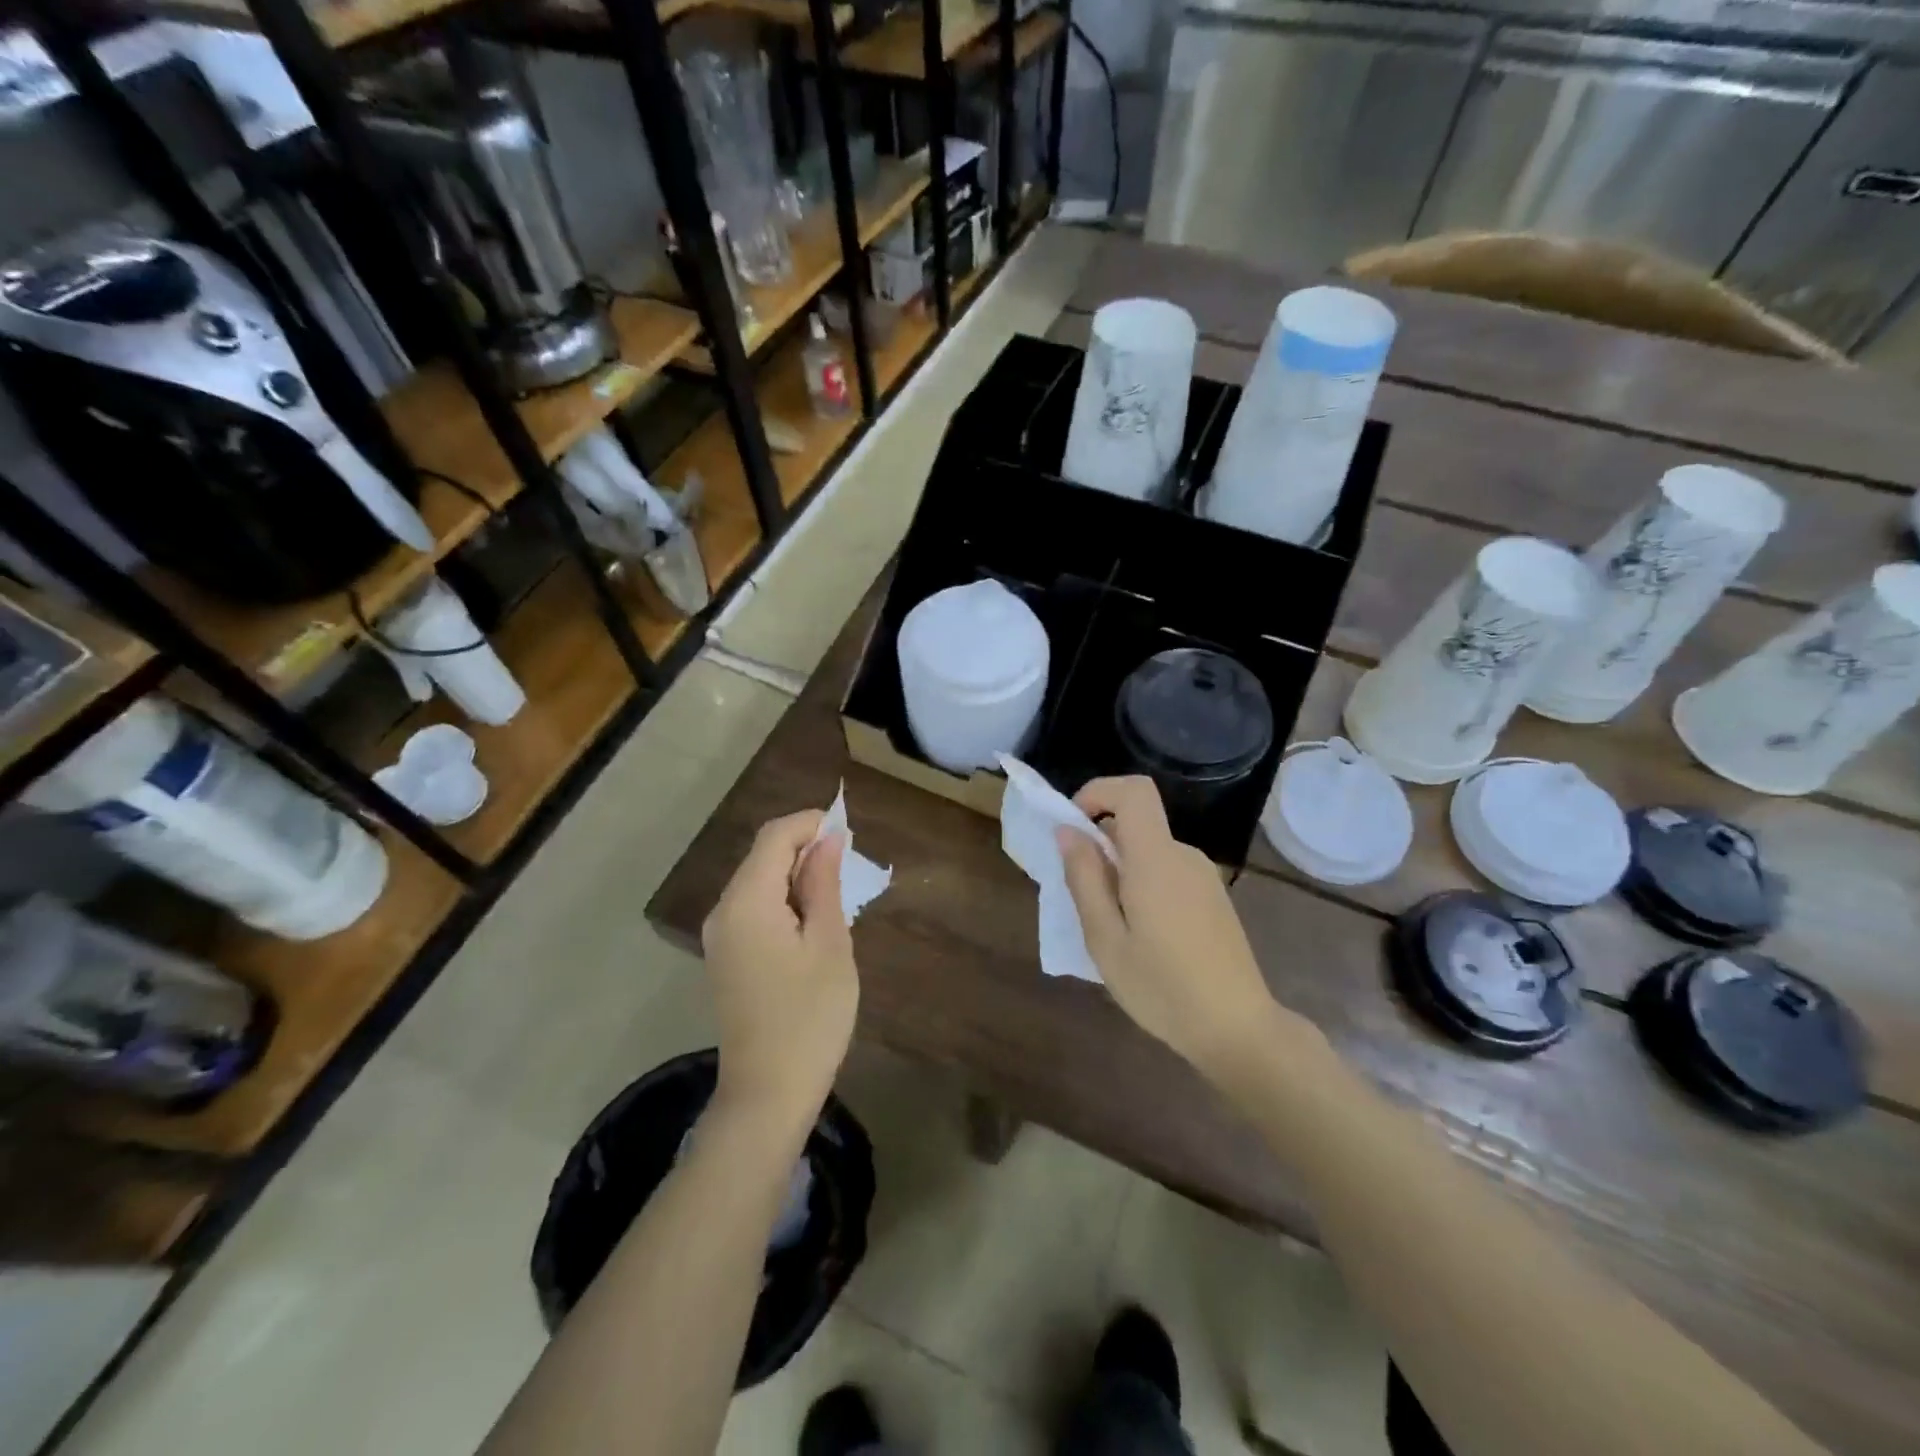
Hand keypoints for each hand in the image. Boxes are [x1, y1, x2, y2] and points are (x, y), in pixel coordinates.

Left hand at [701, 810, 858, 1128]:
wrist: (768, 1093)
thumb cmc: (810, 1017)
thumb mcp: (829, 944)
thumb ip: (824, 883)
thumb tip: (828, 839)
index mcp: (746, 902)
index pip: (774, 837)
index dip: (810, 823)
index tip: (849, 832)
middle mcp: (723, 911)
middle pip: (762, 856)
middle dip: (805, 848)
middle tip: (850, 866)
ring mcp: (720, 936)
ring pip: (758, 881)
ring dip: (796, 875)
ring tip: (838, 893)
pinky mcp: (726, 956)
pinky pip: (753, 908)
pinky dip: (783, 900)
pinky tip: (813, 921)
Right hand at [1057, 776, 1281, 1073]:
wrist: (1238, 1030)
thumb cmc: (1162, 988)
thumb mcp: (1105, 939)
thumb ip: (1084, 879)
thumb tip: (1068, 831)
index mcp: (1156, 859)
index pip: (1134, 791)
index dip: (1098, 792)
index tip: (1073, 827)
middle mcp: (1183, 856)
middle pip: (1136, 824)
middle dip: (1100, 845)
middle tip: (1082, 899)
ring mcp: (1203, 876)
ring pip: (1149, 851)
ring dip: (1120, 871)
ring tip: (1112, 929)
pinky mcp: (1213, 897)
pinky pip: (1167, 871)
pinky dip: (1143, 885)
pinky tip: (1143, 937)